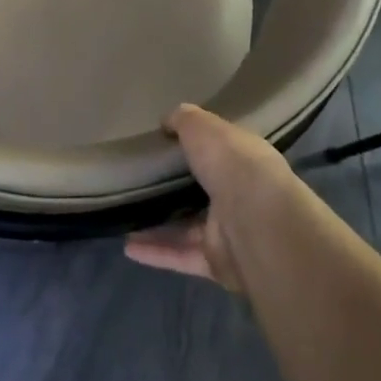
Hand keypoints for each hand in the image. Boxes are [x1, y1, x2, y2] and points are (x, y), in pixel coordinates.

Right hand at [124, 104, 297, 291]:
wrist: (256, 221)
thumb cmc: (233, 165)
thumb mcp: (204, 128)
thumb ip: (185, 121)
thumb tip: (169, 119)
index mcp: (244, 161)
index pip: (220, 152)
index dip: (196, 146)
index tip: (165, 142)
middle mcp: (241, 196)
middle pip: (203, 191)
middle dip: (175, 188)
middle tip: (139, 180)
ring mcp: (230, 232)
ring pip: (188, 228)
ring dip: (158, 224)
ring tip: (125, 215)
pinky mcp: (216, 262)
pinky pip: (181, 256)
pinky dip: (155, 252)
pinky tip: (128, 246)